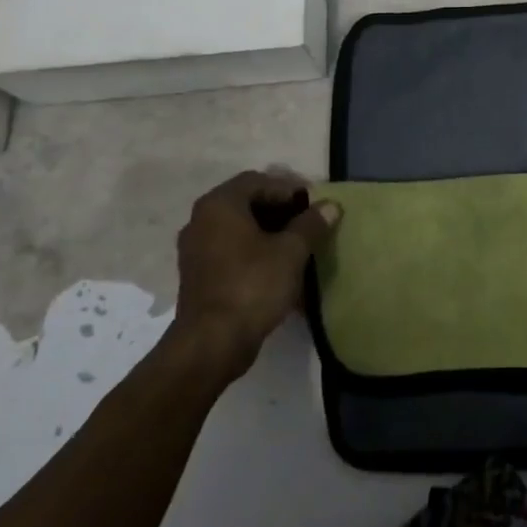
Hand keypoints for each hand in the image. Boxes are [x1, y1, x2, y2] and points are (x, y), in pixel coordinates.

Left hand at [171, 170, 341, 380]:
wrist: (211, 345)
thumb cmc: (252, 286)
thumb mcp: (291, 252)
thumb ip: (311, 224)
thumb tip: (331, 206)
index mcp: (220, 205)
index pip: (259, 181)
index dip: (289, 189)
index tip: (313, 206)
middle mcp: (201, 220)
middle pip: (247, 203)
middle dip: (280, 211)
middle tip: (308, 224)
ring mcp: (196, 249)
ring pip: (239, 229)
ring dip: (269, 233)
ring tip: (298, 247)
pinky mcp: (198, 275)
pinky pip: (230, 251)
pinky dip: (254, 252)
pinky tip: (278, 269)